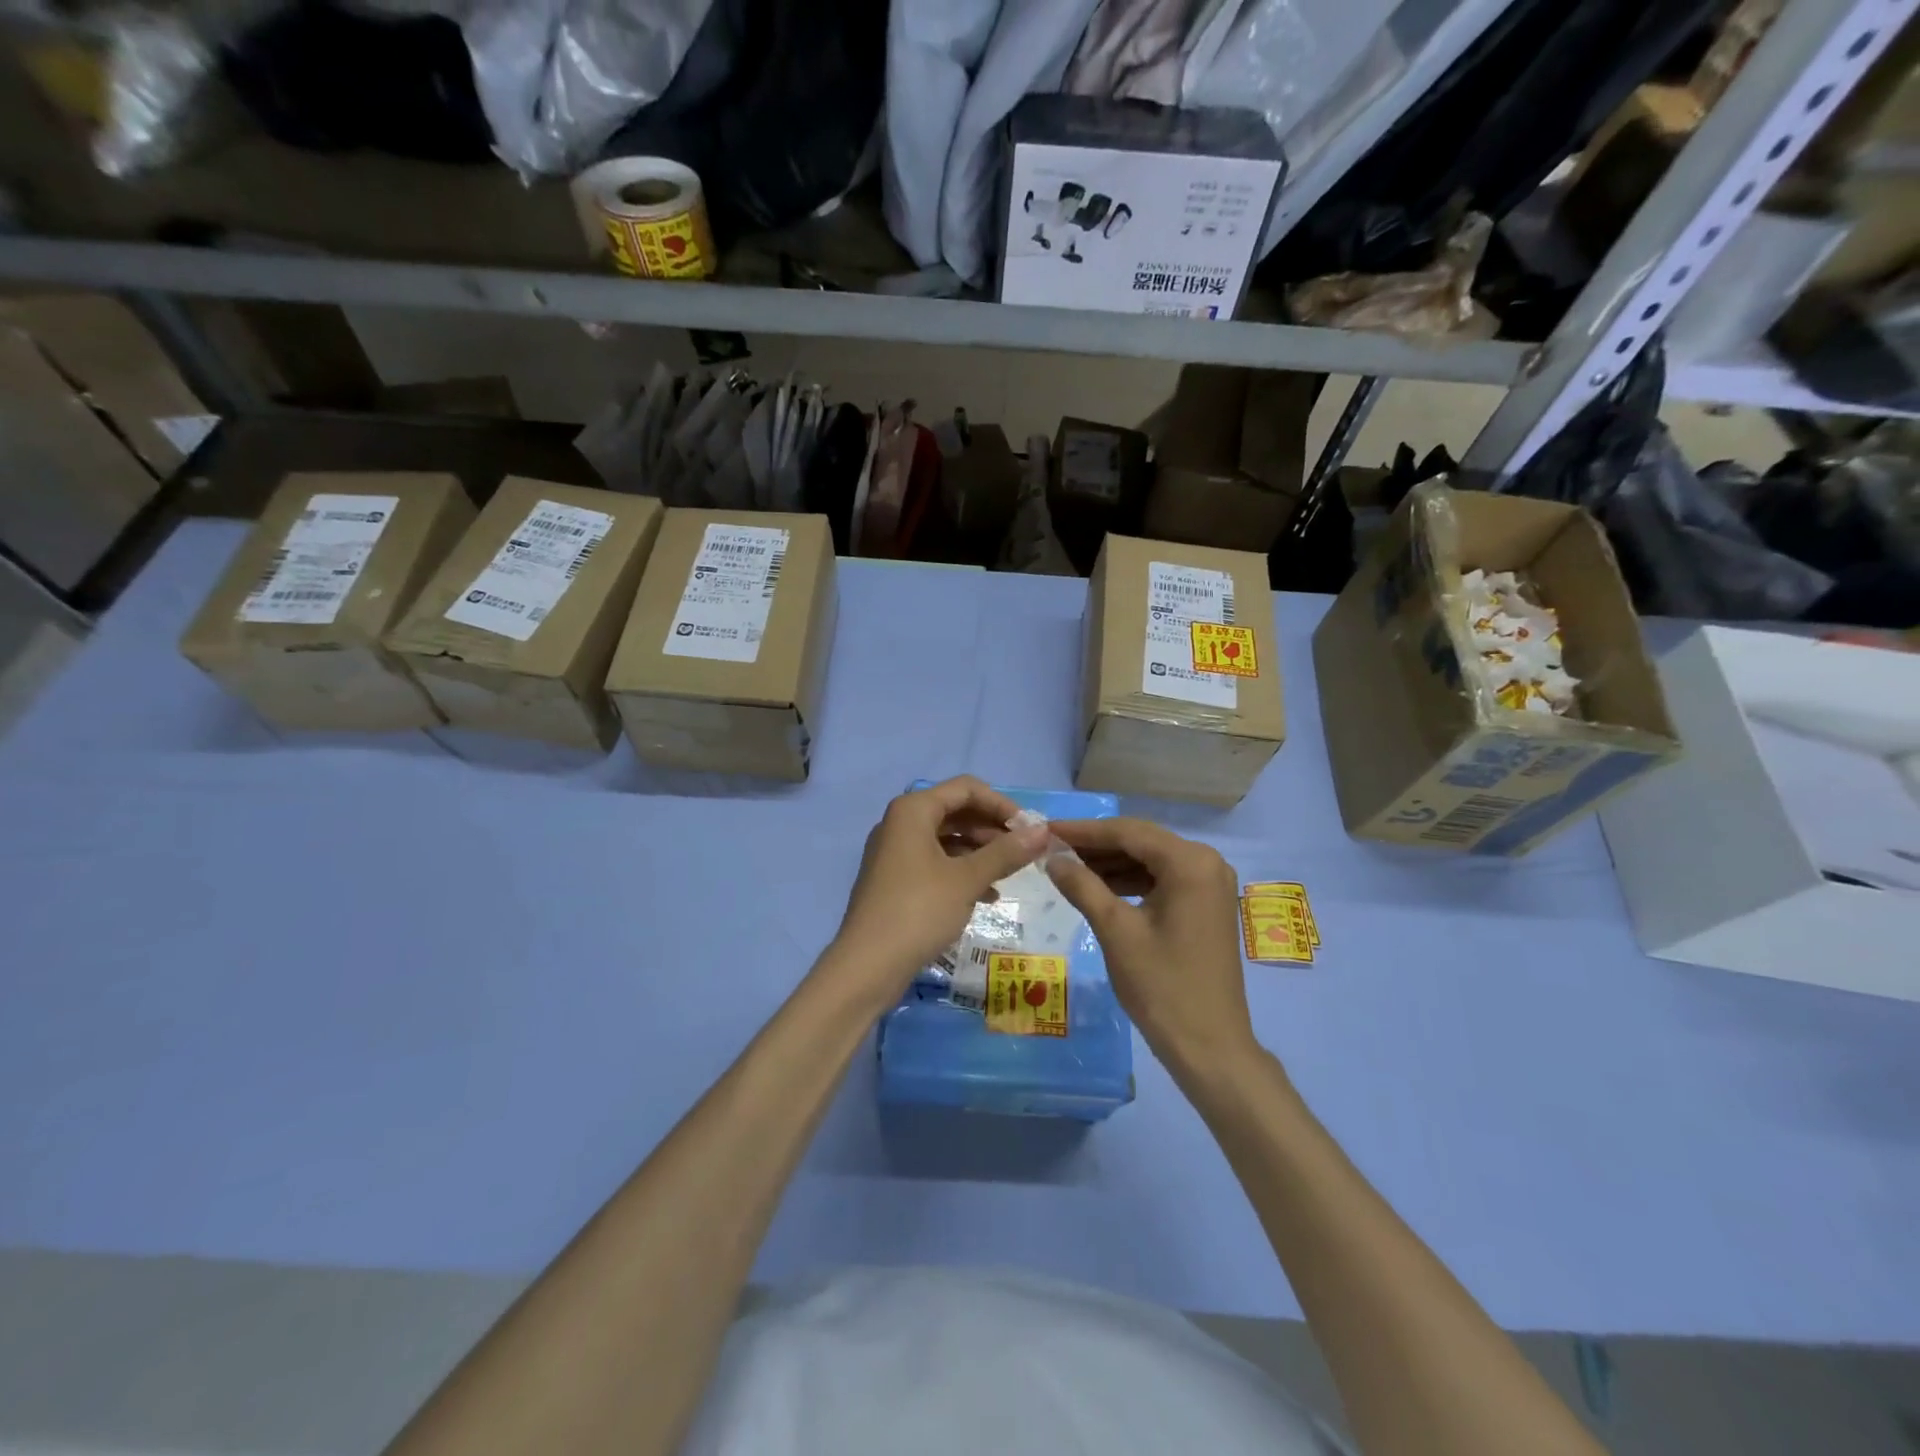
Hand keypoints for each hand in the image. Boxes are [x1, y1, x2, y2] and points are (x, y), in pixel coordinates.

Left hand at [826, 777, 1049, 1007]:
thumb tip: (1043, 831)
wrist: (867, 966)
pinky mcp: (895, 879)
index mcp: (913, 810)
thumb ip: (1006, 852)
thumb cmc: (918, 911)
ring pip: (947, 839)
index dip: (1001, 804)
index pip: (966, 789)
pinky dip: (962, 872)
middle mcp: (900, 823)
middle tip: (1024, 852)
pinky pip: (935, 862)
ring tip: (1010, 874)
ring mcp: (895, 852)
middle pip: (956, 811)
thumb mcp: (967, 879)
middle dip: (992, 829)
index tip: (1029, 829)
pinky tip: (987, 895)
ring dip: (980, 852)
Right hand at [1044, 818, 1255, 1071]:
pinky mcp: (1206, 904)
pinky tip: (1098, 887)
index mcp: (1190, 862)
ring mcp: (1210, 884)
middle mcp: (1207, 862)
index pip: (1128, 832)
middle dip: (1096, 845)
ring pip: (1150, 860)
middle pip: (1141, 841)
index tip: (1045, 830)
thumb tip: (1052, 858)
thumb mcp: (1115, 931)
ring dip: (1111, 863)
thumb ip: (1082, 886)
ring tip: (1067, 866)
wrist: (1209, 1046)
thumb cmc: (1161, 986)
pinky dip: (1130, 881)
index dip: (1083, 830)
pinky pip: (1162, 879)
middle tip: (1051, 847)